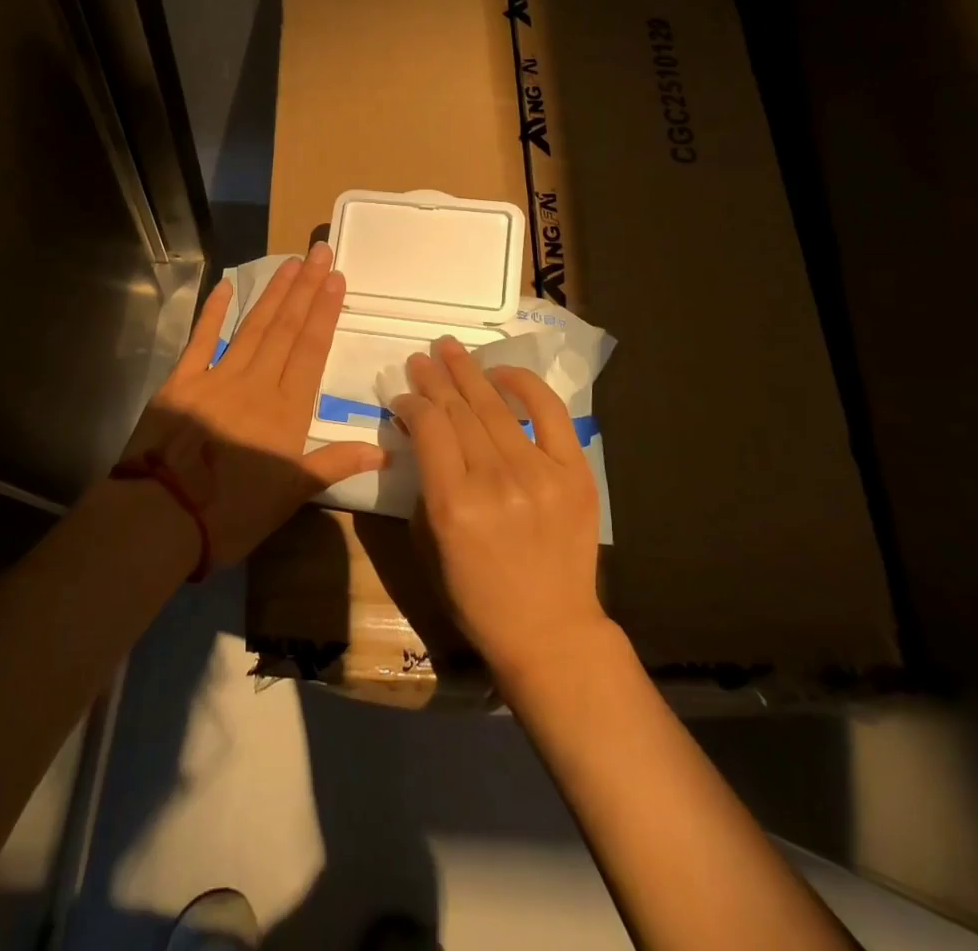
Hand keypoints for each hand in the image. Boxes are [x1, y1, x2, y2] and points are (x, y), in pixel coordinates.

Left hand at [125, 241, 384, 565]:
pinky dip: (214, 311)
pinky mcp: (181, 382)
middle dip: (305, 289)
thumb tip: (386, 452)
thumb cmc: (232, 512)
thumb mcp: (291, 495)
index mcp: (285, 410)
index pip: (310, 349)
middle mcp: (255, 383)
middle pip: (285, 328)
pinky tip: (227, 285)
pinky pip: (201, 339)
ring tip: (291, 263)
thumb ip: (335, 463)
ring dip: (273, 294)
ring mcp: (216, 377)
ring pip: (252, 327)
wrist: (162, 517)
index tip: (336, 278)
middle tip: (319, 252)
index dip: (324, 311)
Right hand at [391, 336, 608, 679]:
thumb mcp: (430, 541)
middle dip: (435, 378)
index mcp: (454, 503)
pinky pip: (549, 413)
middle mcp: (496, 480)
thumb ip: (423, 481)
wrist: (550, 629)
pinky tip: (501, 372)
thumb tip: (419, 431)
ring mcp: (539, 473)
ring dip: (468, 372)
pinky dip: (524, 386)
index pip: (428, 427)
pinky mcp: (574, 472)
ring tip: (449, 348)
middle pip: (458, 410)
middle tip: (421, 356)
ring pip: (495, 407)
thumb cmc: (476, 594)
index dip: (411, 402)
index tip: (402, 395)